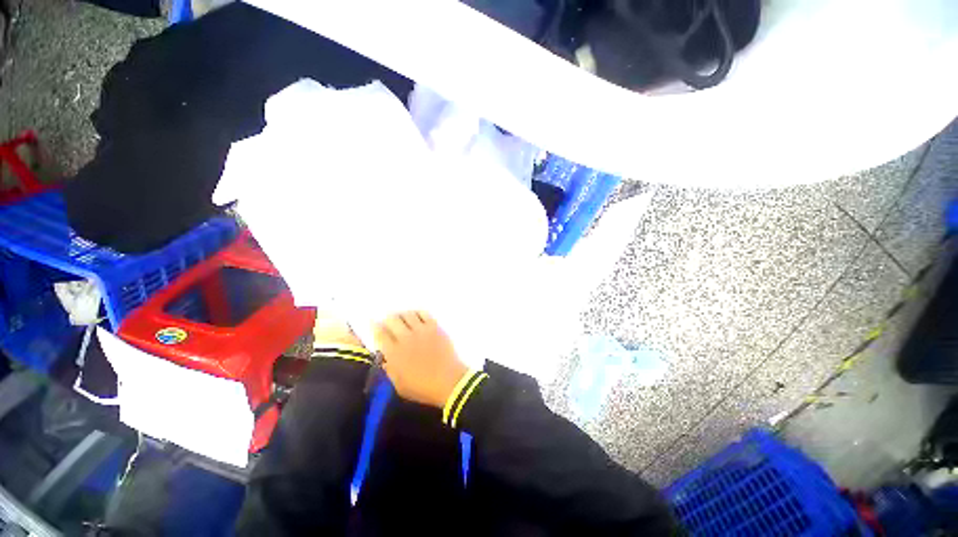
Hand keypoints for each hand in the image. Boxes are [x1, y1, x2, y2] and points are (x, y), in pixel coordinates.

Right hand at [373, 311, 467, 407]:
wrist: (449, 381)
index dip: (374, 327)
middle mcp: (405, 338)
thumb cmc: (423, 388)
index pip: (380, 334)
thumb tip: (385, 357)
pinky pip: (424, 313)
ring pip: (407, 314)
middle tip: (388, 321)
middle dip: (387, 319)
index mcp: (394, 354)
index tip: (373, 324)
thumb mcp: (399, 385)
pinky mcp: (434, 327)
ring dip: (402, 315)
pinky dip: (417, 313)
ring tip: (402, 318)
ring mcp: (421, 330)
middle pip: (392, 320)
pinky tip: (416, 316)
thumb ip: (389, 369)